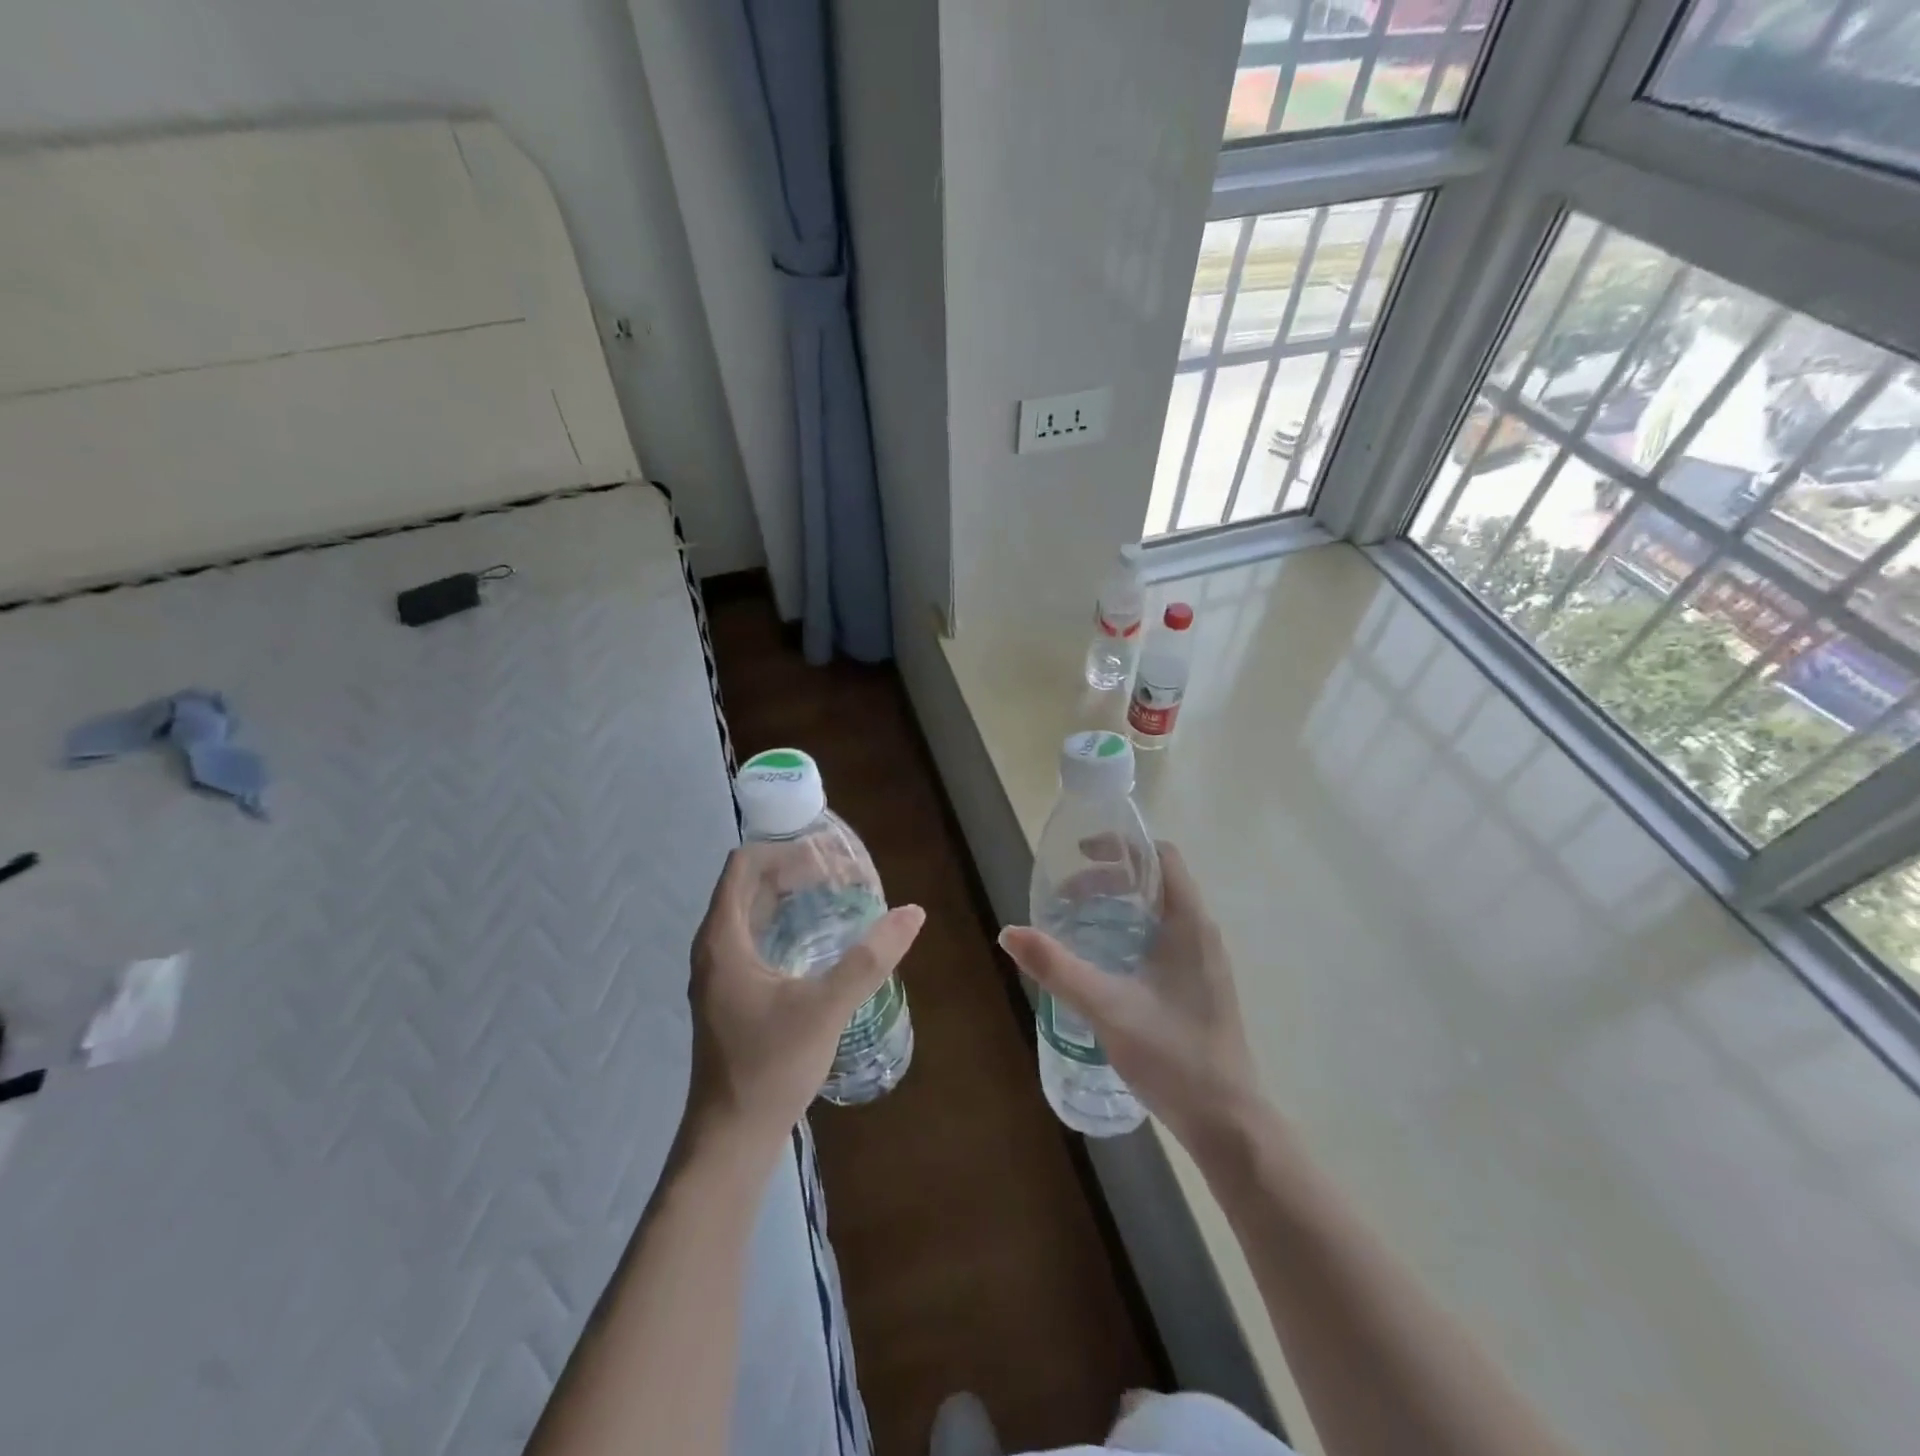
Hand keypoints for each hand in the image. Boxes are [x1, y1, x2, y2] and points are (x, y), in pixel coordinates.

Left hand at [686, 849, 924, 1153]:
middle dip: (793, 869)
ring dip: (790, 896)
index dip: (785, 850)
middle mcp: (714, 947)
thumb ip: (869, 959)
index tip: (829, 856)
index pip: (744, 865)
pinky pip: (756, 938)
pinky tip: (820, 939)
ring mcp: (720, 972)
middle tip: (843, 872)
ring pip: (752, 912)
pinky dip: (786, 923)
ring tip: (836, 895)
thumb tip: (912, 913)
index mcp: (723, 939)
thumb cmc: (771, 1067)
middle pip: (749, 885)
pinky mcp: (732, 994)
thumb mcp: (826, 1008)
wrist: (732, 1139)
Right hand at [1000, 843, 1257, 1150]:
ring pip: (1159, 912)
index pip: (1162, 857)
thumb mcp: (1107, 1007)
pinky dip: (1130, 931)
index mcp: (1189, 923)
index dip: (1122, 846)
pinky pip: (1163, 937)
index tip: (1081, 854)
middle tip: (1067, 895)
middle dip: (1110, 879)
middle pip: (1156, 882)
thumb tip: (1009, 932)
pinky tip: (1103, 960)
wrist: (1227, 1122)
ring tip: (1077, 922)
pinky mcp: (1199, 985)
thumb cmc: (1172, 1055)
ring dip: (1119, 906)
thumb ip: (1057, 968)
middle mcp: (1201, 933)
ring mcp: (1203, 961)